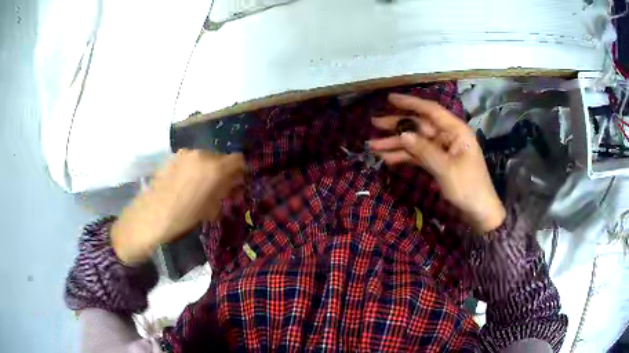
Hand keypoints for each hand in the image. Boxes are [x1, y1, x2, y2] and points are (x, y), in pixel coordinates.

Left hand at [111, 150, 244, 264]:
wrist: (152, 215)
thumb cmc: (184, 216)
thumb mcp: (211, 208)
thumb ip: (226, 192)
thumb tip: (235, 185)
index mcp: (215, 168)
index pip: (238, 160)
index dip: (239, 171)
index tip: (237, 183)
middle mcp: (202, 154)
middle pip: (220, 158)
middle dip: (222, 171)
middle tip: (218, 187)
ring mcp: (186, 153)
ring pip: (204, 158)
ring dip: (206, 169)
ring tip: (198, 186)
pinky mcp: (173, 156)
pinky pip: (190, 159)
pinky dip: (193, 168)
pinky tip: (185, 183)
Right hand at [369, 93, 504, 232]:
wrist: (478, 212)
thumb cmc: (468, 187)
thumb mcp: (446, 169)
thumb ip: (424, 150)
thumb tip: (403, 134)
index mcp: (456, 131)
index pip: (431, 111)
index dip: (410, 103)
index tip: (390, 98)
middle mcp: (448, 136)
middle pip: (419, 126)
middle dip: (397, 125)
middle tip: (374, 122)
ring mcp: (442, 150)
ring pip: (416, 141)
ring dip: (396, 143)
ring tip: (373, 145)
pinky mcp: (437, 163)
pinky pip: (418, 155)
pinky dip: (404, 157)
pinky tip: (387, 158)